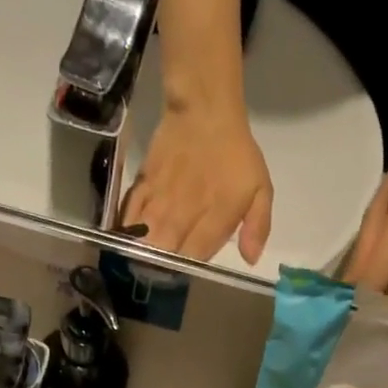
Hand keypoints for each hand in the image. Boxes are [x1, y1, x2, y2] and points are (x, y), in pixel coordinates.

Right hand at [122, 102, 272, 265]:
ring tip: (140, 264)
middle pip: (165, 252)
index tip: (185, 276)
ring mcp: (160, 199)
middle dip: (160, 269)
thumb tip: (250, 259)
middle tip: (159, 276)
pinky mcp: (143, 184)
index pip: (195, 257)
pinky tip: (126, 239)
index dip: (188, 271)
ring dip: (141, 254)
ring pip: (144, 237)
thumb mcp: (261, 188)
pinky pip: (129, 213)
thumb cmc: (237, 154)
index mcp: (214, 217)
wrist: (205, 111)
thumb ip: (258, 225)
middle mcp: (184, 213)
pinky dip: (126, 229)